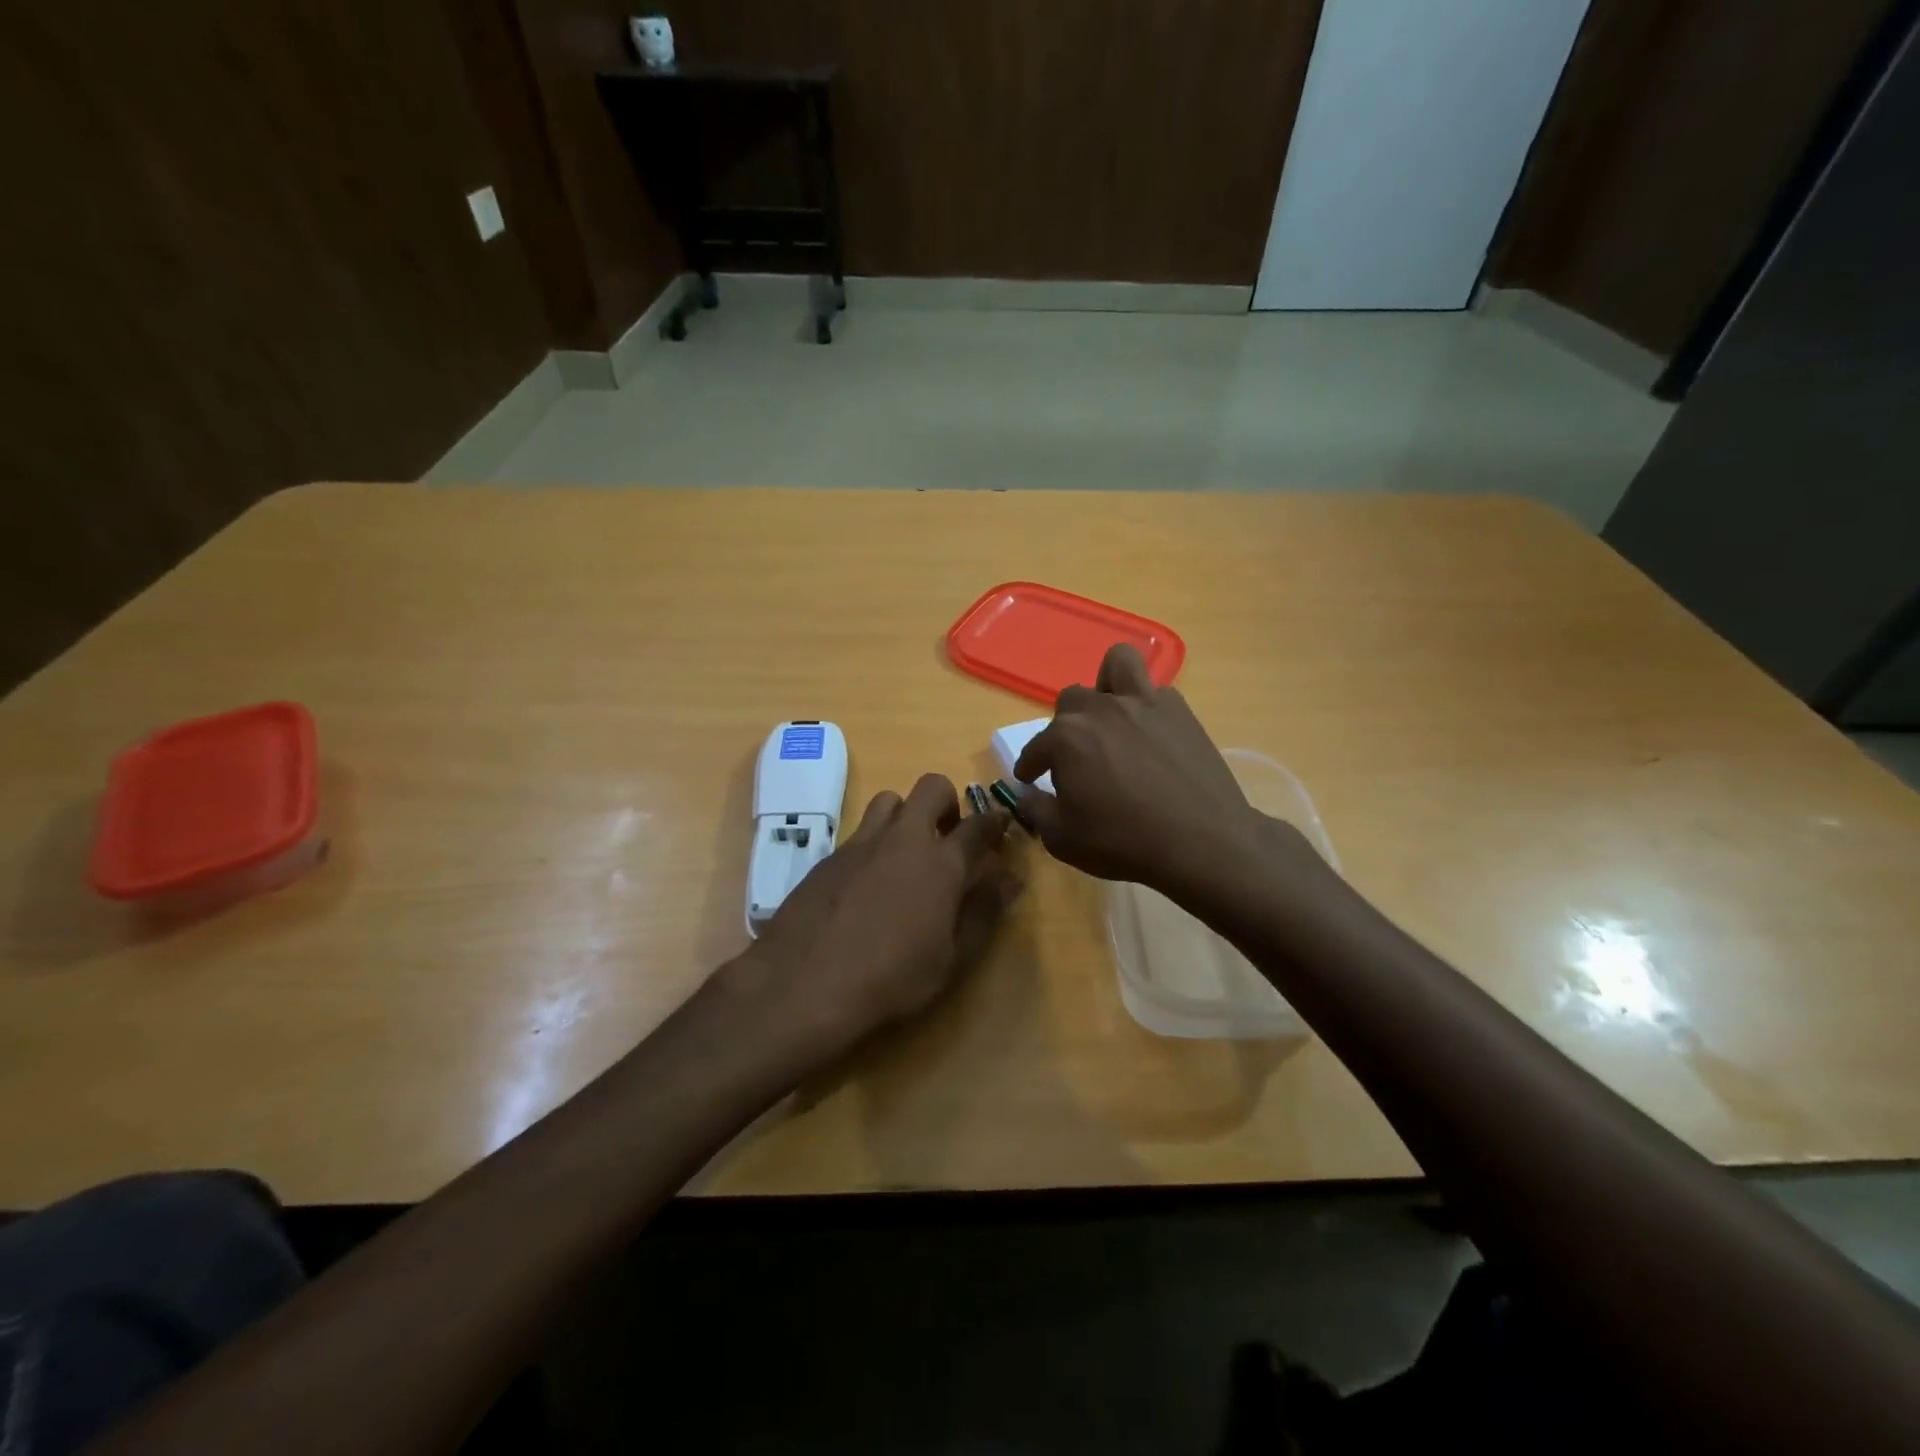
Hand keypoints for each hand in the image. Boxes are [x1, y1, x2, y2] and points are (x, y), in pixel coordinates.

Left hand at [745, 775, 1021, 1050]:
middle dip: (948, 801)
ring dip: (906, 814)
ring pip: (889, 800)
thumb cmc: (891, 978)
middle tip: (949, 834)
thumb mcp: (951, 958)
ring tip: (906, 851)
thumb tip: (1011, 878)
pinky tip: (868, 881)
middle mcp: (903, 839)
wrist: (805, 983)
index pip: (978, 825)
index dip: (995, 820)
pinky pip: (859, 831)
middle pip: (932, 788)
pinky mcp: (829, 856)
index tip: (1002, 823)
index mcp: (941, 863)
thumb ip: (984, 911)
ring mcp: (861, 843)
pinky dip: (874, 842)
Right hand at [1014, 644, 1275, 897]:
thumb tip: (1028, 793)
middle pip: (1070, 702)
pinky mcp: (1179, 710)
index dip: (1030, 766)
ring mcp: (1143, 703)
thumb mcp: (1062, 839)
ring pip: (1117, 663)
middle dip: (1065, 728)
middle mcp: (1100, 709)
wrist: (1202, 842)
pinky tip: (1149, 734)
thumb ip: (1035, 810)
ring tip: (1110, 715)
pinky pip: (1155, 690)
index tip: (1030, 778)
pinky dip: (1145, 706)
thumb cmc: (1123, 842)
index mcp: (1065, 738)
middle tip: (1075, 758)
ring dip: (1106, 684)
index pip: (1036, 747)